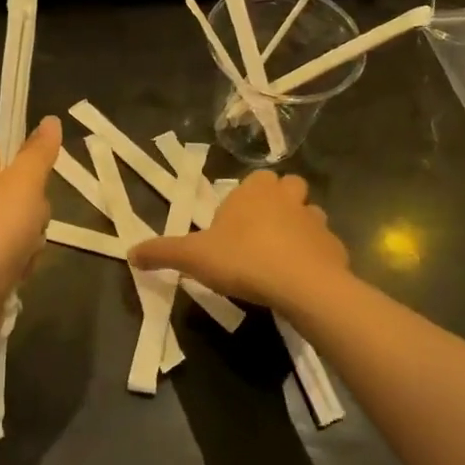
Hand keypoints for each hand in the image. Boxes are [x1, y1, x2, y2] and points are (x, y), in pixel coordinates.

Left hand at [0, 117, 61, 328]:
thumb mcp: (24, 185)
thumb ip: (40, 152)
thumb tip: (50, 119)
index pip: (12, 151)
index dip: (33, 171)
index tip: (36, 192)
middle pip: (20, 189)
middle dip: (34, 213)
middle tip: (29, 227)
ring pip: (21, 222)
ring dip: (31, 240)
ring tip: (21, 255)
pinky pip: (10, 248)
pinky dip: (19, 260)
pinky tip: (14, 272)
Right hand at [129, 171, 349, 311]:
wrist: (301, 285)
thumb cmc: (243, 259)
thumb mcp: (193, 257)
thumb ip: (162, 252)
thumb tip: (130, 252)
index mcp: (254, 191)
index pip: (255, 179)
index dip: (246, 197)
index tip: (234, 223)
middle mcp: (288, 197)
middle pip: (288, 187)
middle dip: (279, 202)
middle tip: (261, 232)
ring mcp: (315, 220)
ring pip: (310, 214)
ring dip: (300, 227)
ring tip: (283, 254)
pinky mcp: (335, 247)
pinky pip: (324, 246)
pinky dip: (316, 256)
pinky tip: (303, 277)